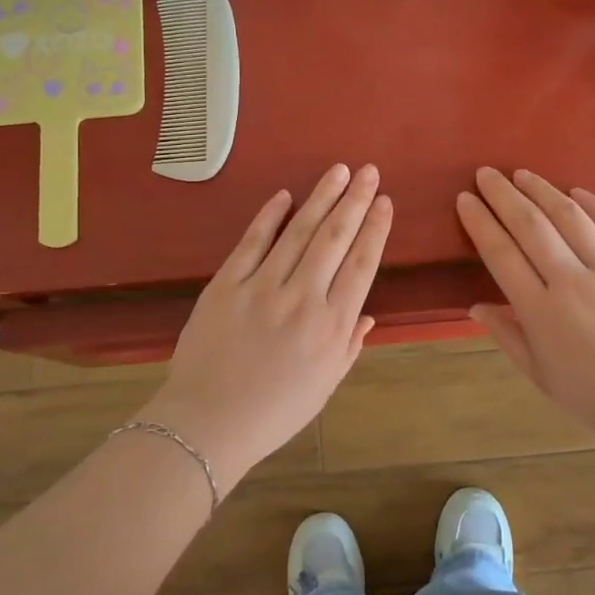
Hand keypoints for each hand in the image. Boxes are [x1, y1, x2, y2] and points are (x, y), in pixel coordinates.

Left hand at [137, 164, 391, 484]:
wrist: (209, 423)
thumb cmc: (274, 412)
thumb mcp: (325, 386)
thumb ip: (349, 345)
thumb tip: (369, 315)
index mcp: (331, 326)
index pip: (361, 265)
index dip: (375, 229)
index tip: (385, 202)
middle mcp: (302, 298)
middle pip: (334, 238)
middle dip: (355, 201)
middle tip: (369, 172)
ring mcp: (261, 287)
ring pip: (298, 232)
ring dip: (321, 198)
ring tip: (338, 171)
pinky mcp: (226, 284)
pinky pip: (252, 242)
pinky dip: (269, 216)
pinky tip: (285, 195)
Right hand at [455, 167, 594, 446]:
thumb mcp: (541, 376)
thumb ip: (507, 337)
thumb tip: (475, 307)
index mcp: (542, 313)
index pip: (501, 254)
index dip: (480, 222)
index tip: (465, 199)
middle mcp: (574, 283)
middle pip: (531, 226)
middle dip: (504, 195)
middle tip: (486, 174)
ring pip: (572, 217)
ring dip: (542, 190)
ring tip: (522, 174)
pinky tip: (576, 191)